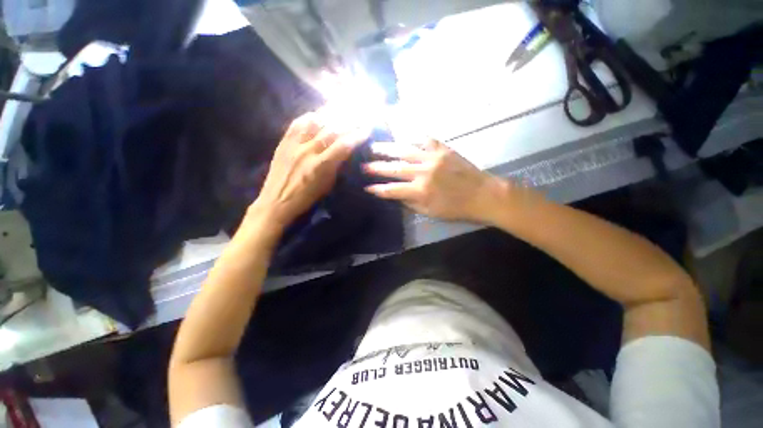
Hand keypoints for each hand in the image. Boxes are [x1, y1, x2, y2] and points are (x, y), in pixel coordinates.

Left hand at [250, 111, 369, 228]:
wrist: (276, 201)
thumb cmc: (306, 198)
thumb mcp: (327, 185)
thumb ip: (336, 166)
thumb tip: (346, 151)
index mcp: (321, 166)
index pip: (344, 145)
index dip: (357, 136)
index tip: (367, 130)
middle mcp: (308, 151)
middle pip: (332, 130)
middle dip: (349, 122)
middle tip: (359, 117)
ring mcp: (294, 144)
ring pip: (315, 122)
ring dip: (331, 115)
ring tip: (341, 110)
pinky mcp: (284, 141)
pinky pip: (298, 123)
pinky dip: (310, 116)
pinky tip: (318, 114)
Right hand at [364, 139, 507, 222]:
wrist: (484, 195)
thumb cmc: (457, 208)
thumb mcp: (431, 212)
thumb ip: (411, 203)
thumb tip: (396, 195)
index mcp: (421, 190)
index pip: (393, 189)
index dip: (378, 189)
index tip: (367, 187)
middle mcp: (424, 172)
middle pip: (395, 168)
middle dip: (377, 167)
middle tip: (364, 165)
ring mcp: (434, 158)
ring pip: (406, 151)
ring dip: (388, 149)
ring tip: (375, 147)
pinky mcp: (444, 150)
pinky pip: (426, 140)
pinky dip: (414, 137)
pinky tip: (404, 134)